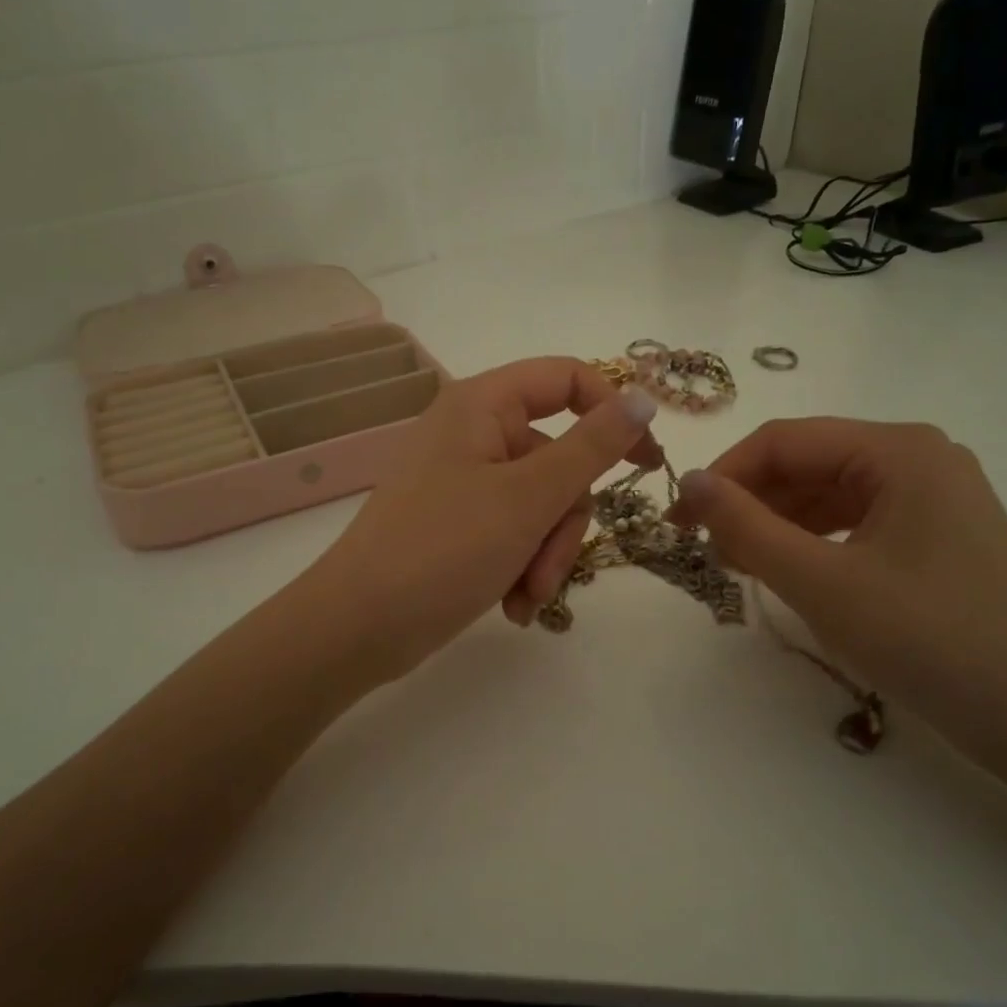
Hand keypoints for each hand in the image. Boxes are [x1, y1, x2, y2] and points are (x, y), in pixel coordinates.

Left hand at [306, 357, 661, 682]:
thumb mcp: (529, 498)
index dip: (613, 412)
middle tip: (548, 567)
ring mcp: (465, 481)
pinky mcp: (460, 524)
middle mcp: (473, 434)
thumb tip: (643, 398)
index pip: (566, 379)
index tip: (646, 463)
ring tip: (525, 597)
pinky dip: (523, 567)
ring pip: (543, 504)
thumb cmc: (443, 549)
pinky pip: (516, 532)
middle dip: (564, 521)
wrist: (359, 627)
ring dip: (546, 555)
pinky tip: (512, 605)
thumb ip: (592, 446)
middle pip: (559, 457)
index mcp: (482, 406)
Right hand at [670, 418, 1006, 754]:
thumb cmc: (927, 638)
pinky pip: (855, 522)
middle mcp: (919, 457)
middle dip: (751, 502)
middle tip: (706, 551)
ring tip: (738, 565)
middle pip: (808, 463)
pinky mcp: (937, 534)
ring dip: (777, 524)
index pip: (784, 440)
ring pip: (829, 494)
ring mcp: (933, 496)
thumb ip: (746, 526)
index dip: (723, 475)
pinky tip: (787, 571)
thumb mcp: (820, 581)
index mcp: (898, 449)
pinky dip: (813, 542)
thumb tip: (688, 482)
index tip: (679, 520)